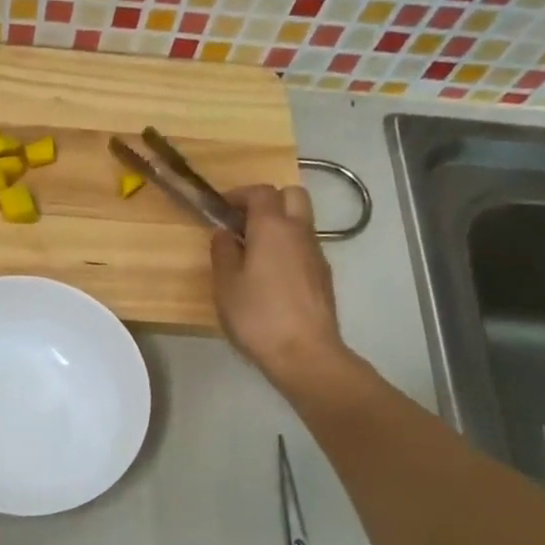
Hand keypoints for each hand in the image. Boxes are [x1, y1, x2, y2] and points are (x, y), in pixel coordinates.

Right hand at [210, 184, 355, 391]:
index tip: (220, 208)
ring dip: (279, 224)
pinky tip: (271, 275)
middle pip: (291, 195)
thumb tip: (224, 233)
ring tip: (253, 251)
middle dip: (267, 201)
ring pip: (301, 221)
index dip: (239, 194)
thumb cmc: (258, 316)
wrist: (305, 353)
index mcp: (272, 228)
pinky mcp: (323, 275)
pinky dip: (288, 247)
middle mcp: (299, 232)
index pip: (260, 192)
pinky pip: (304, 246)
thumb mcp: (226, 285)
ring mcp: (316, 253)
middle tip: (243, 222)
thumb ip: (223, 252)